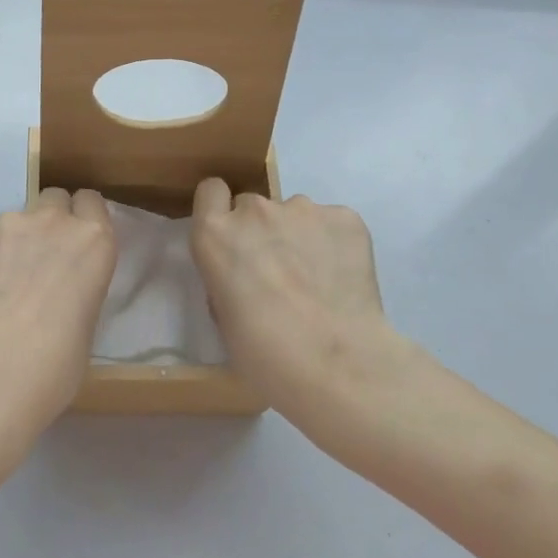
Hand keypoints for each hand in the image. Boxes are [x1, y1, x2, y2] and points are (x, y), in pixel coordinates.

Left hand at [0, 189, 116, 457]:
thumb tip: (58, 288)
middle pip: (53, 199)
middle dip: (49, 222)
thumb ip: (78, 285)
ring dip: (12, 244)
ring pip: (13, 222)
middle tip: (38, 263)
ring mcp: (6, 224)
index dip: (82, 220)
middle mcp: (52, 221)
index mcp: (93, 241)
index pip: (91, 202)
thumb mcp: (87, 323)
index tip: (74, 245)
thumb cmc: (54, 367)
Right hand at [189, 180, 417, 429]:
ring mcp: (303, 209)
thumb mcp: (223, 316)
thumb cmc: (264, 356)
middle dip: (263, 231)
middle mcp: (255, 210)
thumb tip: (244, 274)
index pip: (211, 191)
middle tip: (279, 272)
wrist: (336, 367)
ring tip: (320, 281)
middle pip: (254, 206)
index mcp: (215, 234)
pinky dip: (337, 244)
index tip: (233, 236)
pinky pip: (334, 224)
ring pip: (297, 215)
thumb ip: (226, 278)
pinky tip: (344, 280)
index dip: (222, 210)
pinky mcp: (345, 218)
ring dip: (301, 237)